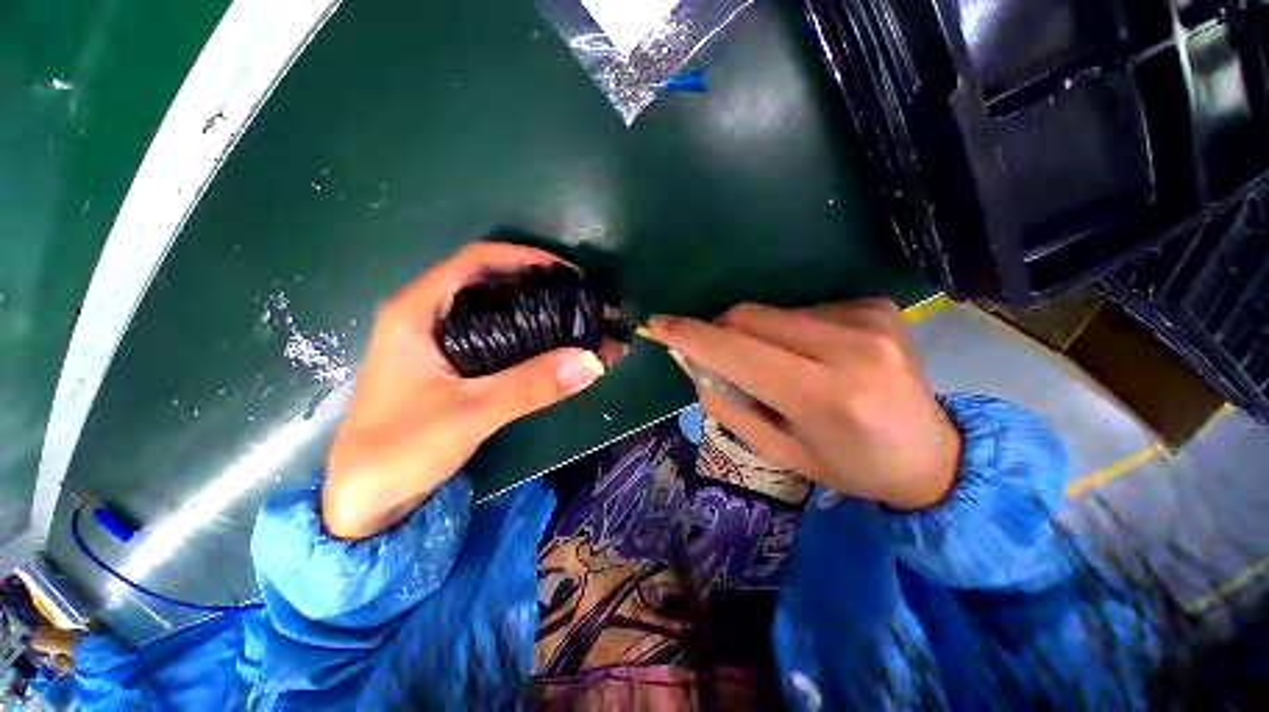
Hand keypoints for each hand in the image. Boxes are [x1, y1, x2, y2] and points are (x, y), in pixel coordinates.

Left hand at [324, 243, 613, 538]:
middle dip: (539, 288)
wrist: (364, 500)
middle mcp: (427, 318)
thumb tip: (592, 361)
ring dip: (537, 316)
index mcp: (416, 312)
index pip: (475, 261)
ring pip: (495, 313)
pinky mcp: (450, 367)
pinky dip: (528, 340)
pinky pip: (496, 340)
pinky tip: (553, 350)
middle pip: (490, 284)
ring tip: (576, 324)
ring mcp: (438, 344)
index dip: (523, 258)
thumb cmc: (400, 450)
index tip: (567, 273)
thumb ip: (531, 386)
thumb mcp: (470, 414)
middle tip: (580, 301)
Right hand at [647, 300, 959, 509]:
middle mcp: (850, 347)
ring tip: (779, 366)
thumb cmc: (847, 465)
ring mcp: (868, 318)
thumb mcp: (776, 450)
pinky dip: (788, 329)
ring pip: (771, 310)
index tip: (659, 325)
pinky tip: (811, 355)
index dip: (691, 336)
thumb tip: (691, 359)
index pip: (737, 351)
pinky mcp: (876, 305)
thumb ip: (725, 403)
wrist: (931, 455)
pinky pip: (802, 308)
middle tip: (721, 357)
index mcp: (825, 396)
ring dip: (756, 335)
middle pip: (749, 316)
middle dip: (720, 332)